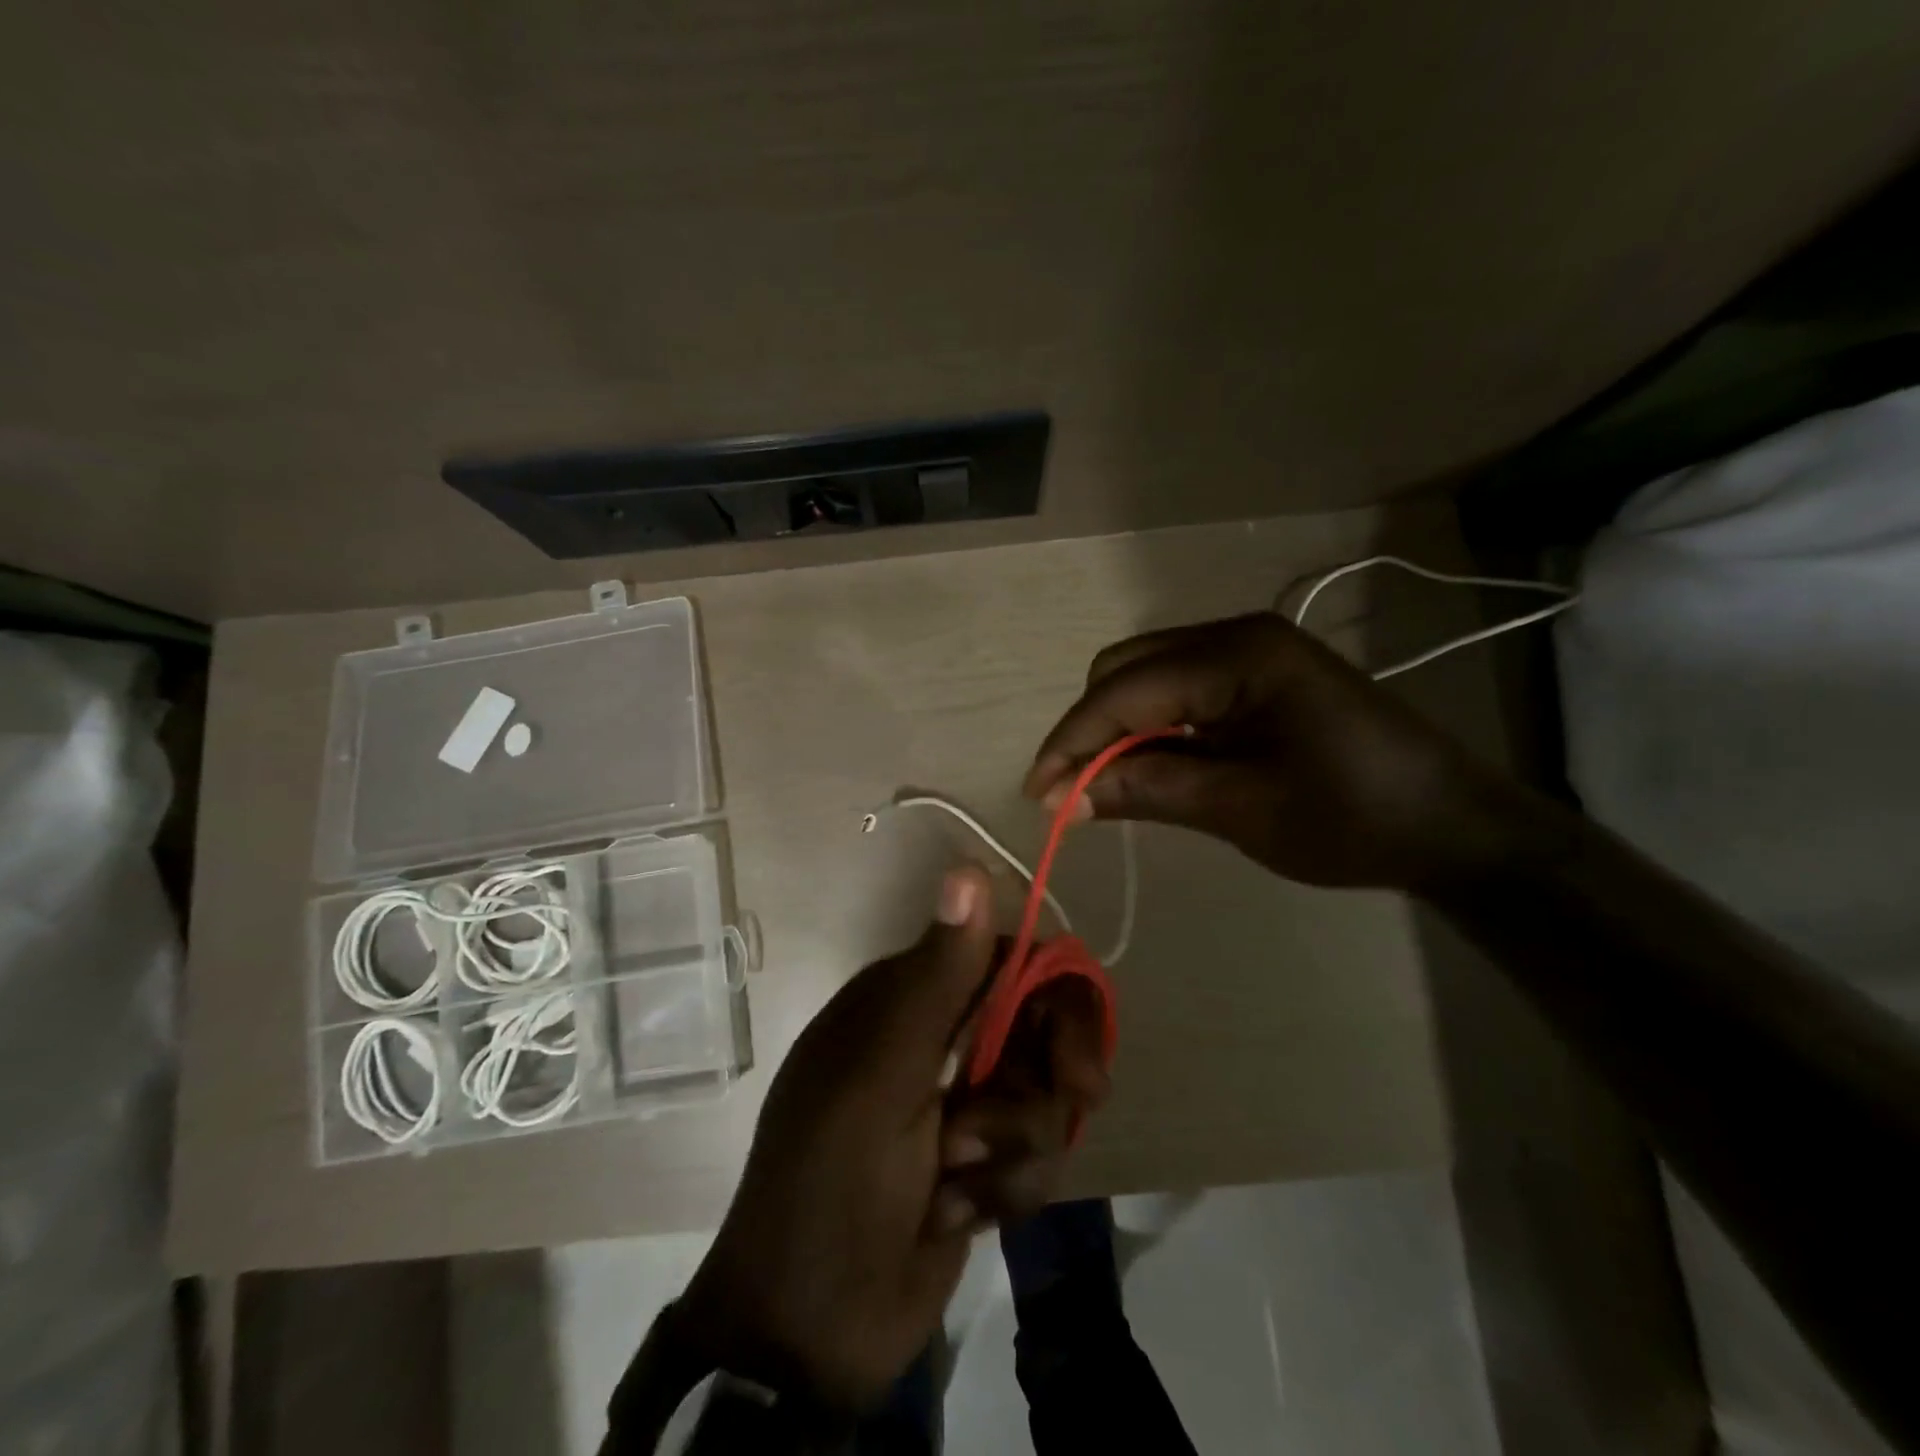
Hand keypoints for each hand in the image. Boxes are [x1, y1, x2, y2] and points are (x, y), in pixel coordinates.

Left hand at [673, 866, 1108, 1414]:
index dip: (1054, 994)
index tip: (1076, 1052)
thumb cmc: (833, 1182)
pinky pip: (1035, 1154)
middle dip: (1049, 1076)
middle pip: (1038, 1024)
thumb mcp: (883, 1074)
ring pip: (1043, 1095)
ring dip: (1016, 1146)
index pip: (1006, 958)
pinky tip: (956, 1215)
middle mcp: (940, 1037)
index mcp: (910, 998)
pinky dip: (1006, 1189)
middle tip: (1073, 1101)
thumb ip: (937, 976)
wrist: (810, 1330)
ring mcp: (963, 1101)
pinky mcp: (983, 1162)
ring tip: (959, 1183)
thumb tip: (970, 865)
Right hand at [1023, 613, 1520, 890]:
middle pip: (1125, 668)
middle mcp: (1235, 635)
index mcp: (1238, 655)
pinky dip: (1148, 727)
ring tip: (1099, 784)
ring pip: (1145, 676)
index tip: (1036, 794)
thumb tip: (1065, 796)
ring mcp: (1246, 651)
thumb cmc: (1353, 818)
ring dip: (1114, 727)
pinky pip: (1176, 690)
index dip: (1071, 741)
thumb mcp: (1241, 809)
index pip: (1124, 690)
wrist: (1452, 826)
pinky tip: (1143, 766)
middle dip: (1088, 728)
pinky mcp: (1254, 676)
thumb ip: (1147, 789)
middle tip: (1071, 792)